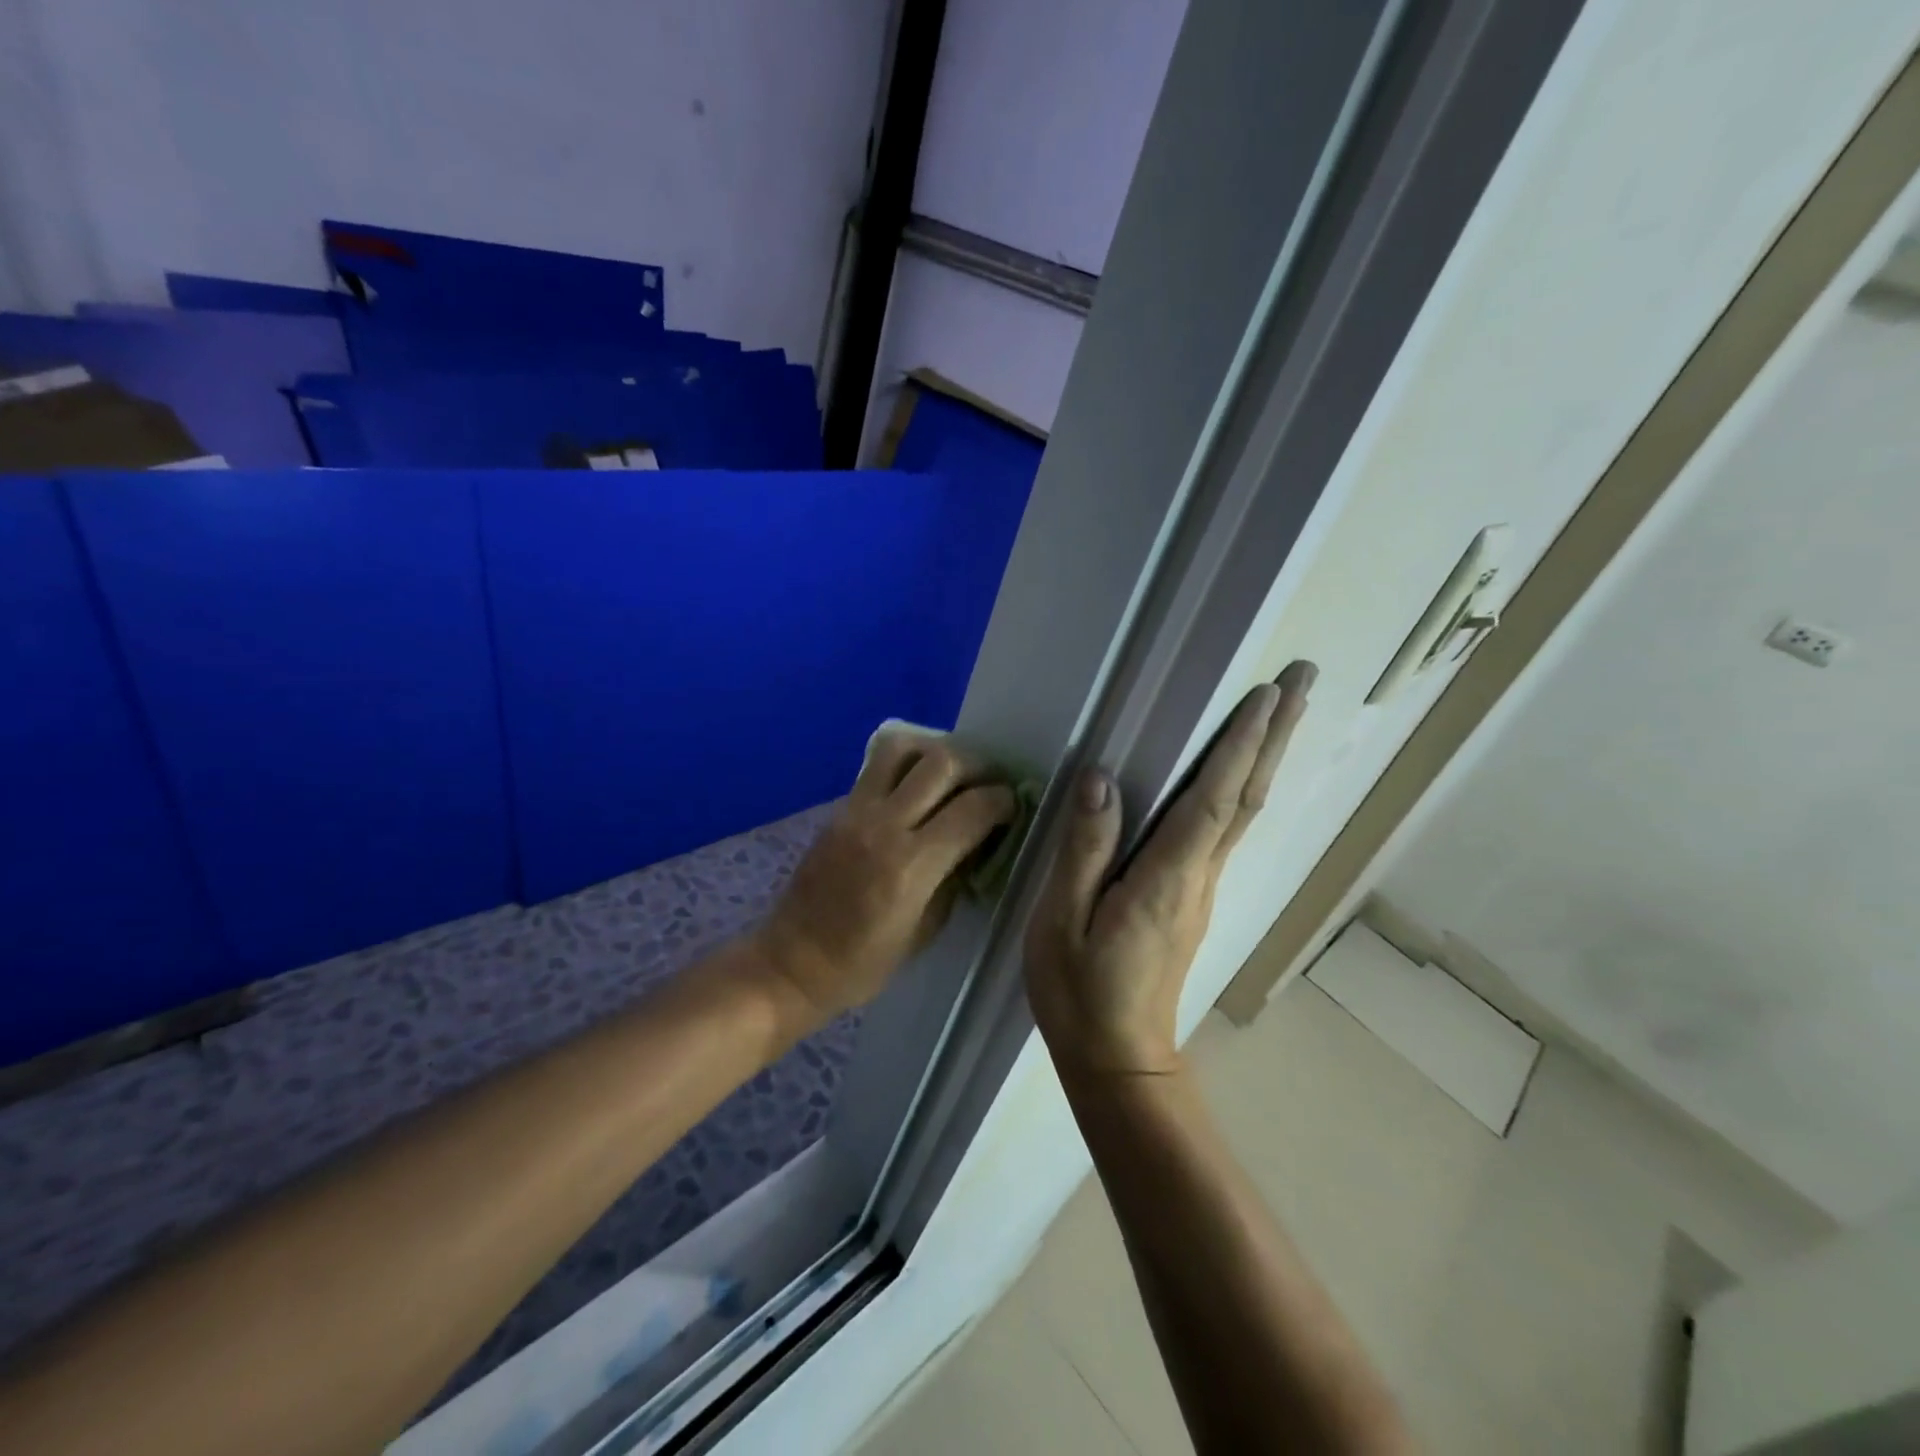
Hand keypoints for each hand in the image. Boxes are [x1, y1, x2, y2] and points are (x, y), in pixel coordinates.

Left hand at [754, 732, 1016, 1031]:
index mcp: (911, 866)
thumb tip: (978, 843)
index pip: (972, 809)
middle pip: (942, 763)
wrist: (792, 962)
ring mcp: (856, 811)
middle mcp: (885, 826)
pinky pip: (876, 766)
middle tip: (989, 782)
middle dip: (977, 765)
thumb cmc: (863, 963)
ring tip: (951, 772)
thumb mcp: (925, 931)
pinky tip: (917, 786)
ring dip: (936, 750)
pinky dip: (906, 764)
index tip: (1013, 805)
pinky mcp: (839, 808)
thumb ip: (954, 879)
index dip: (1003, 800)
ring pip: (902, 748)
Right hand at [1025, 664, 1315, 1075]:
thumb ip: (1084, 850)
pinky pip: (1226, 831)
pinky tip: (1238, 776)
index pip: (1213, 799)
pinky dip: (1241, 789)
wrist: (1119, 1060)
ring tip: (1284, 712)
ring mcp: (1201, 890)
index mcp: (1167, 878)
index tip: (1269, 695)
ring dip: (1265, 758)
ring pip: (1243, 813)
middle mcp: (1199, 877)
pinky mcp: (1193, 901)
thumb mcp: (1062, 920)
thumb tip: (1101, 780)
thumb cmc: (1081, 991)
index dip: (1241, 746)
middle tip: (1304, 681)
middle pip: (1246, 797)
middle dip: (1275, 737)